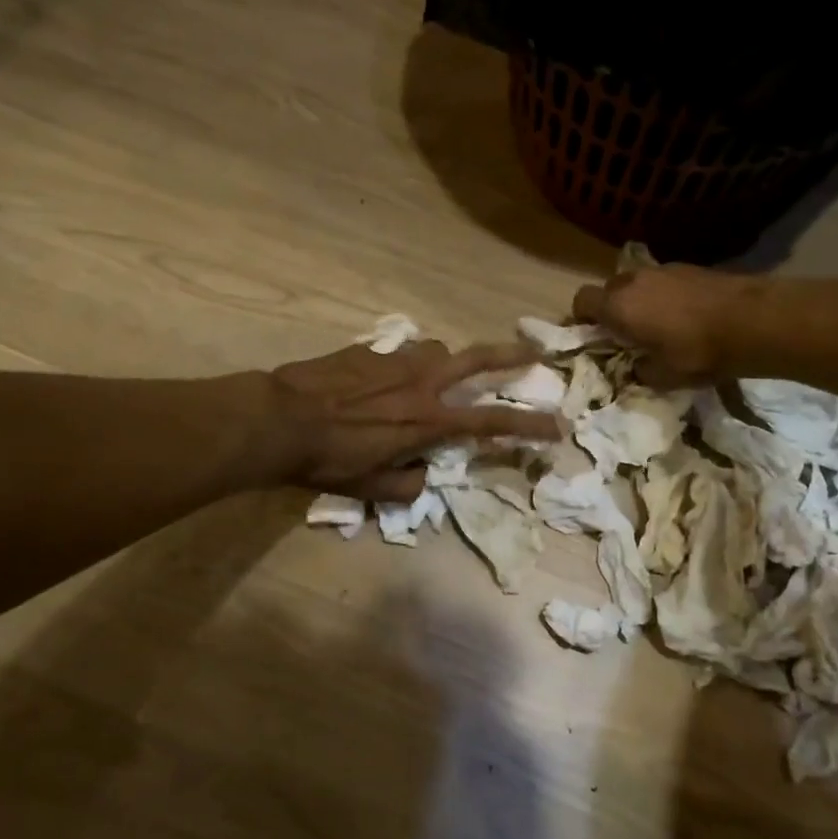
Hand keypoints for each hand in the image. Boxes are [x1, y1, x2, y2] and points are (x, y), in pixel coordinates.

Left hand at [269, 340, 561, 500]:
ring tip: (437, 376)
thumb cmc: (329, 460)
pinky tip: (384, 379)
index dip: (528, 426)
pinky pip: (400, 353)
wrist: (280, 420)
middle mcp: (421, 383)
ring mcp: (395, 361)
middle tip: (534, 353)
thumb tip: (424, 475)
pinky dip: (405, 365)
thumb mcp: (373, 488)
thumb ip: (408, 484)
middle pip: (478, 360)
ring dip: (447, 362)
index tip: (557, 426)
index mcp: (428, 421)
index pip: (491, 423)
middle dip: (512, 357)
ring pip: (437, 351)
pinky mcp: (369, 351)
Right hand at [572, 265, 751, 386]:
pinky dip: (665, 295)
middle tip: (626, 333)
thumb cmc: (698, 352)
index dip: (581, 317)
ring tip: (659, 324)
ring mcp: (664, 270)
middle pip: (609, 288)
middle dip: (612, 308)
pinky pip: (664, 281)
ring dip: (640, 300)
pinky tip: (686, 316)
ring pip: (638, 283)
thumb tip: (637, 367)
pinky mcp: (691, 267)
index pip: (582, 300)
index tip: (591, 335)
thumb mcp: (664, 377)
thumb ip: (641, 372)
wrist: (753, 321)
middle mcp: (634, 281)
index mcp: (618, 306)